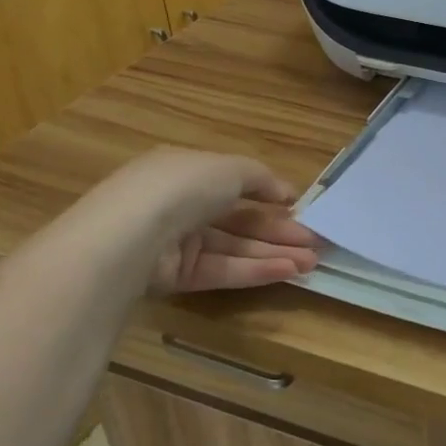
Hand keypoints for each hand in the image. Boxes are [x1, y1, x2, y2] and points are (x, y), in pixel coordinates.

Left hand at [79, 149, 320, 293]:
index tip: (301, 208)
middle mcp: (181, 205)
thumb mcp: (229, 168)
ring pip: (235, 248)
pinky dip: (255, 270)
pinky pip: (222, 270)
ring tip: (312, 262)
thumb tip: (287, 195)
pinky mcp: (174, 277)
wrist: (129, 236)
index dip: (269, 194)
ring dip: (274, 253)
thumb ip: (261, 178)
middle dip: (280, 231)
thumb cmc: (183, 187)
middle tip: (317, 243)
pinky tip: (287, 272)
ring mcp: (177, 242)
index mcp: (187, 171)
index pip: (235, 183)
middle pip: (239, 219)